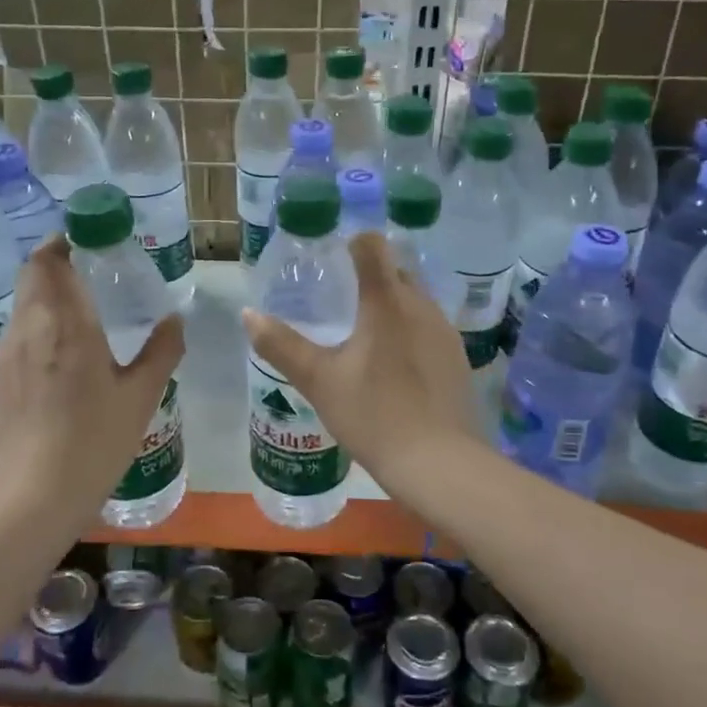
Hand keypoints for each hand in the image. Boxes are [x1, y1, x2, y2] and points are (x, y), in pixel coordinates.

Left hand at [0, 237, 184, 510]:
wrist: (35, 495)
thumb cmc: (96, 440)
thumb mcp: (141, 396)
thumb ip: (162, 350)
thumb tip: (175, 319)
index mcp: (67, 324)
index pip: (50, 261)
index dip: (63, 242)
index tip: (85, 240)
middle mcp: (30, 328)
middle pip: (31, 275)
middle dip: (55, 263)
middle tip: (88, 272)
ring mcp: (7, 355)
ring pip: (23, 306)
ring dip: (46, 297)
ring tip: (78, 315)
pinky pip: (17, 337)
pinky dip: (37, 329)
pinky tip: (59, 360)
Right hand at [242, 231, 477, 486]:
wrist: (439, 464)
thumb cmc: (374, 415)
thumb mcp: (319, 381)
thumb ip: (281, 345)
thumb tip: (248, 314)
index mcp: (387, 301)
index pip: (372, 245)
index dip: (352, 242)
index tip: (334, 256)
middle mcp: (421, 306)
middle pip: (396, 270)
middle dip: (370, 275)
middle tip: (340, 297)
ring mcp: (445, 332)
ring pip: (415, 300)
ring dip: (391, 305)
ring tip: (364, 333)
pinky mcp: (457, 358)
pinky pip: (428, 328)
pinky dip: (409, 331)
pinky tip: (393, 364)